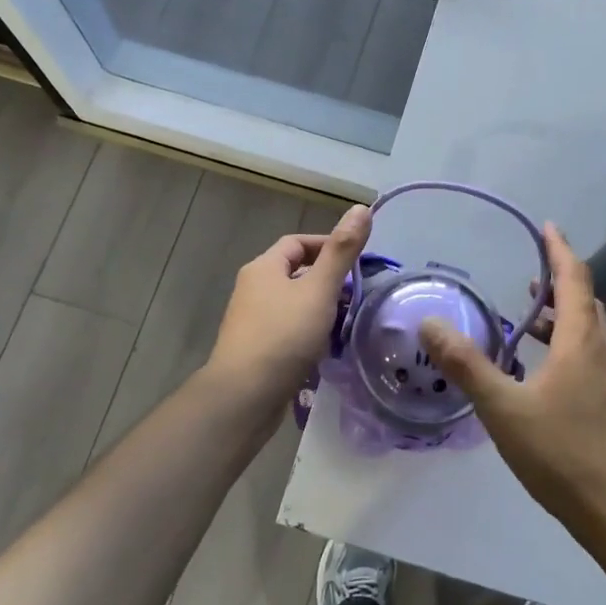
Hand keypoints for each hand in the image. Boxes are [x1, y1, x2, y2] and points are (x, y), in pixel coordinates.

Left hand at [202, 204, 371, 419]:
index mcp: (264, 267)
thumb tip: (361, 207)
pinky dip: (309, 333)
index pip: (298, 242)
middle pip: (296, 273)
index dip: (328, 246)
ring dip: (320, 309)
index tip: (357, 264)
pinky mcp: (256, 349)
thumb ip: (342, 251)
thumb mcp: (319, 289)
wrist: (244, 396)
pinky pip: (288, 330)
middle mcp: (253, 288)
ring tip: (347, 322)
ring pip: (294, 303)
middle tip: (357, 295)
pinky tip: (326, 348)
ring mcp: (252, 320)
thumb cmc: (283, 335)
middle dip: (328, 281)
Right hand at [419, 223, 605, 540]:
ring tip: (529, 318)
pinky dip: (564, 346)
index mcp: (580, 341)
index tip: (547, 225)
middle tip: (531, 272)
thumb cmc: (564, 453)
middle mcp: (601, 352)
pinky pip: (587, 357)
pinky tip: (539, 373)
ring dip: (561, 315)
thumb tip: (430, 323)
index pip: (573, 279)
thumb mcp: (504, 408)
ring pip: (587, 332)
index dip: (559, 249)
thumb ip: (466, 364)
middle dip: (560, 280)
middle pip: (585, 301)